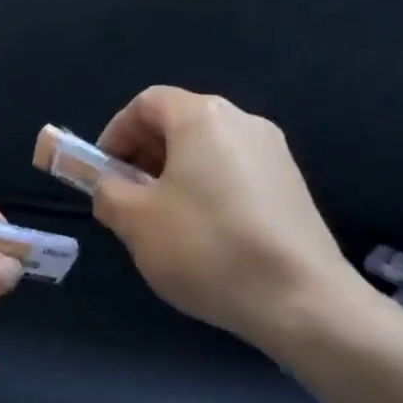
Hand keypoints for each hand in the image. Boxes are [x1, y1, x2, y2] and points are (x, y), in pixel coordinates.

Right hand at [91, 86, 367, 350]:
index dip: (115, 132)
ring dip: (173, 175)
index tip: (102, 173)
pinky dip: (206, 190)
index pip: (146, 103)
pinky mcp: (291, 185)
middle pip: (178, 123)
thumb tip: (109, 186)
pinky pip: (234, 173)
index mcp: (202, 118)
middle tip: (126, 199)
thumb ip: (107, 191)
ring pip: (206, 150)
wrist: (300, 299)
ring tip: (160, 222)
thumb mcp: (135, 220)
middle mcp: (243, 121)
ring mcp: (274, 153)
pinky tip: (202, 235)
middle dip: (142, 155)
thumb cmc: (206, 247)